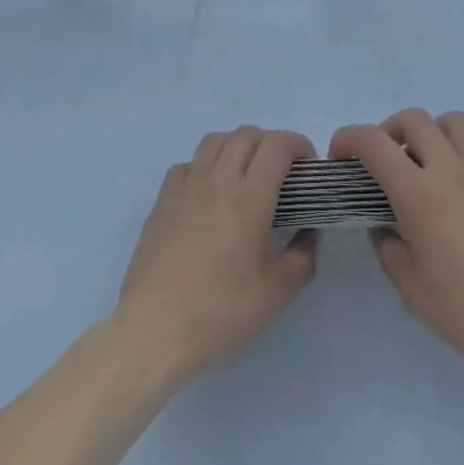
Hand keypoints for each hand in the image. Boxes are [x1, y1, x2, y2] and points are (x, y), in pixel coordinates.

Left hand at [116, 127, 318, 386]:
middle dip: (271, 143)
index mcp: (249, 198)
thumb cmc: (220, 313)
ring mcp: (186, 185)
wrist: (154, 329)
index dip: (298, 145)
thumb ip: (303, 257)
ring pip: (216, 140)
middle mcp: (218, 179)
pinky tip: (209, 194)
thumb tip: (309, 232)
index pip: (277, 145)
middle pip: (248, 134)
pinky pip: (189, 163)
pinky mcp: (163, 198)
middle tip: (281, 174)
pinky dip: (206, 166)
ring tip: (245, 176)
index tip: (307, 167)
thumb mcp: (276, 294)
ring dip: (238, 147)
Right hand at [332, 109, 463, 395]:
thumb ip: (388, 248)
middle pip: (413, 119)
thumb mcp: (412, 290)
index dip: (348, 139)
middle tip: (386, 162)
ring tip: (431, 164)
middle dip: (390, 132)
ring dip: (434, 134)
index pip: (373, 142)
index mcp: (419, 193)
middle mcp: (450, 168)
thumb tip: (384, 225)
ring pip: (454, 122)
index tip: (340, 155)